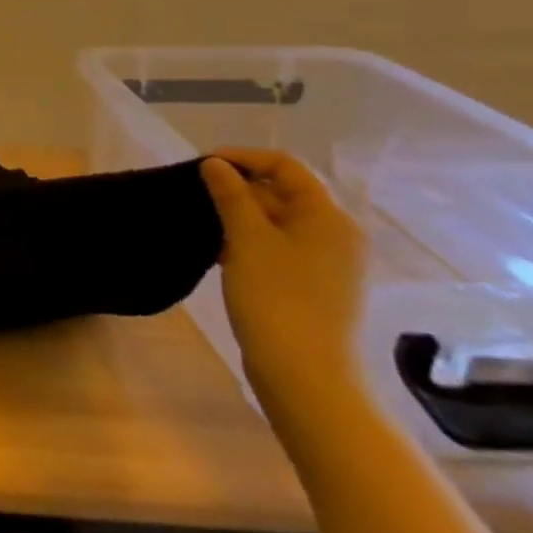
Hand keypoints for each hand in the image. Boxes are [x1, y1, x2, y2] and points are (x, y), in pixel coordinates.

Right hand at [201, 150, 368, 421]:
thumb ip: (230, 195)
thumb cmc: (277, 297)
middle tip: (196, 194)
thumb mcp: (247, 239)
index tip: (202, 165)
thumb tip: (216, 164)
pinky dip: (250, 241)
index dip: (243, 157)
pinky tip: (220, 252)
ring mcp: (328, 263)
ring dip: (240, 215)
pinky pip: (280, 247)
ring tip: (203, 222)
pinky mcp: (315, 286)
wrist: (305, 375)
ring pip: (278, 221)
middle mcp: (336, 234)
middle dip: (238, 187)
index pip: (285, 166)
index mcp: (328, 217)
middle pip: (283, 192)